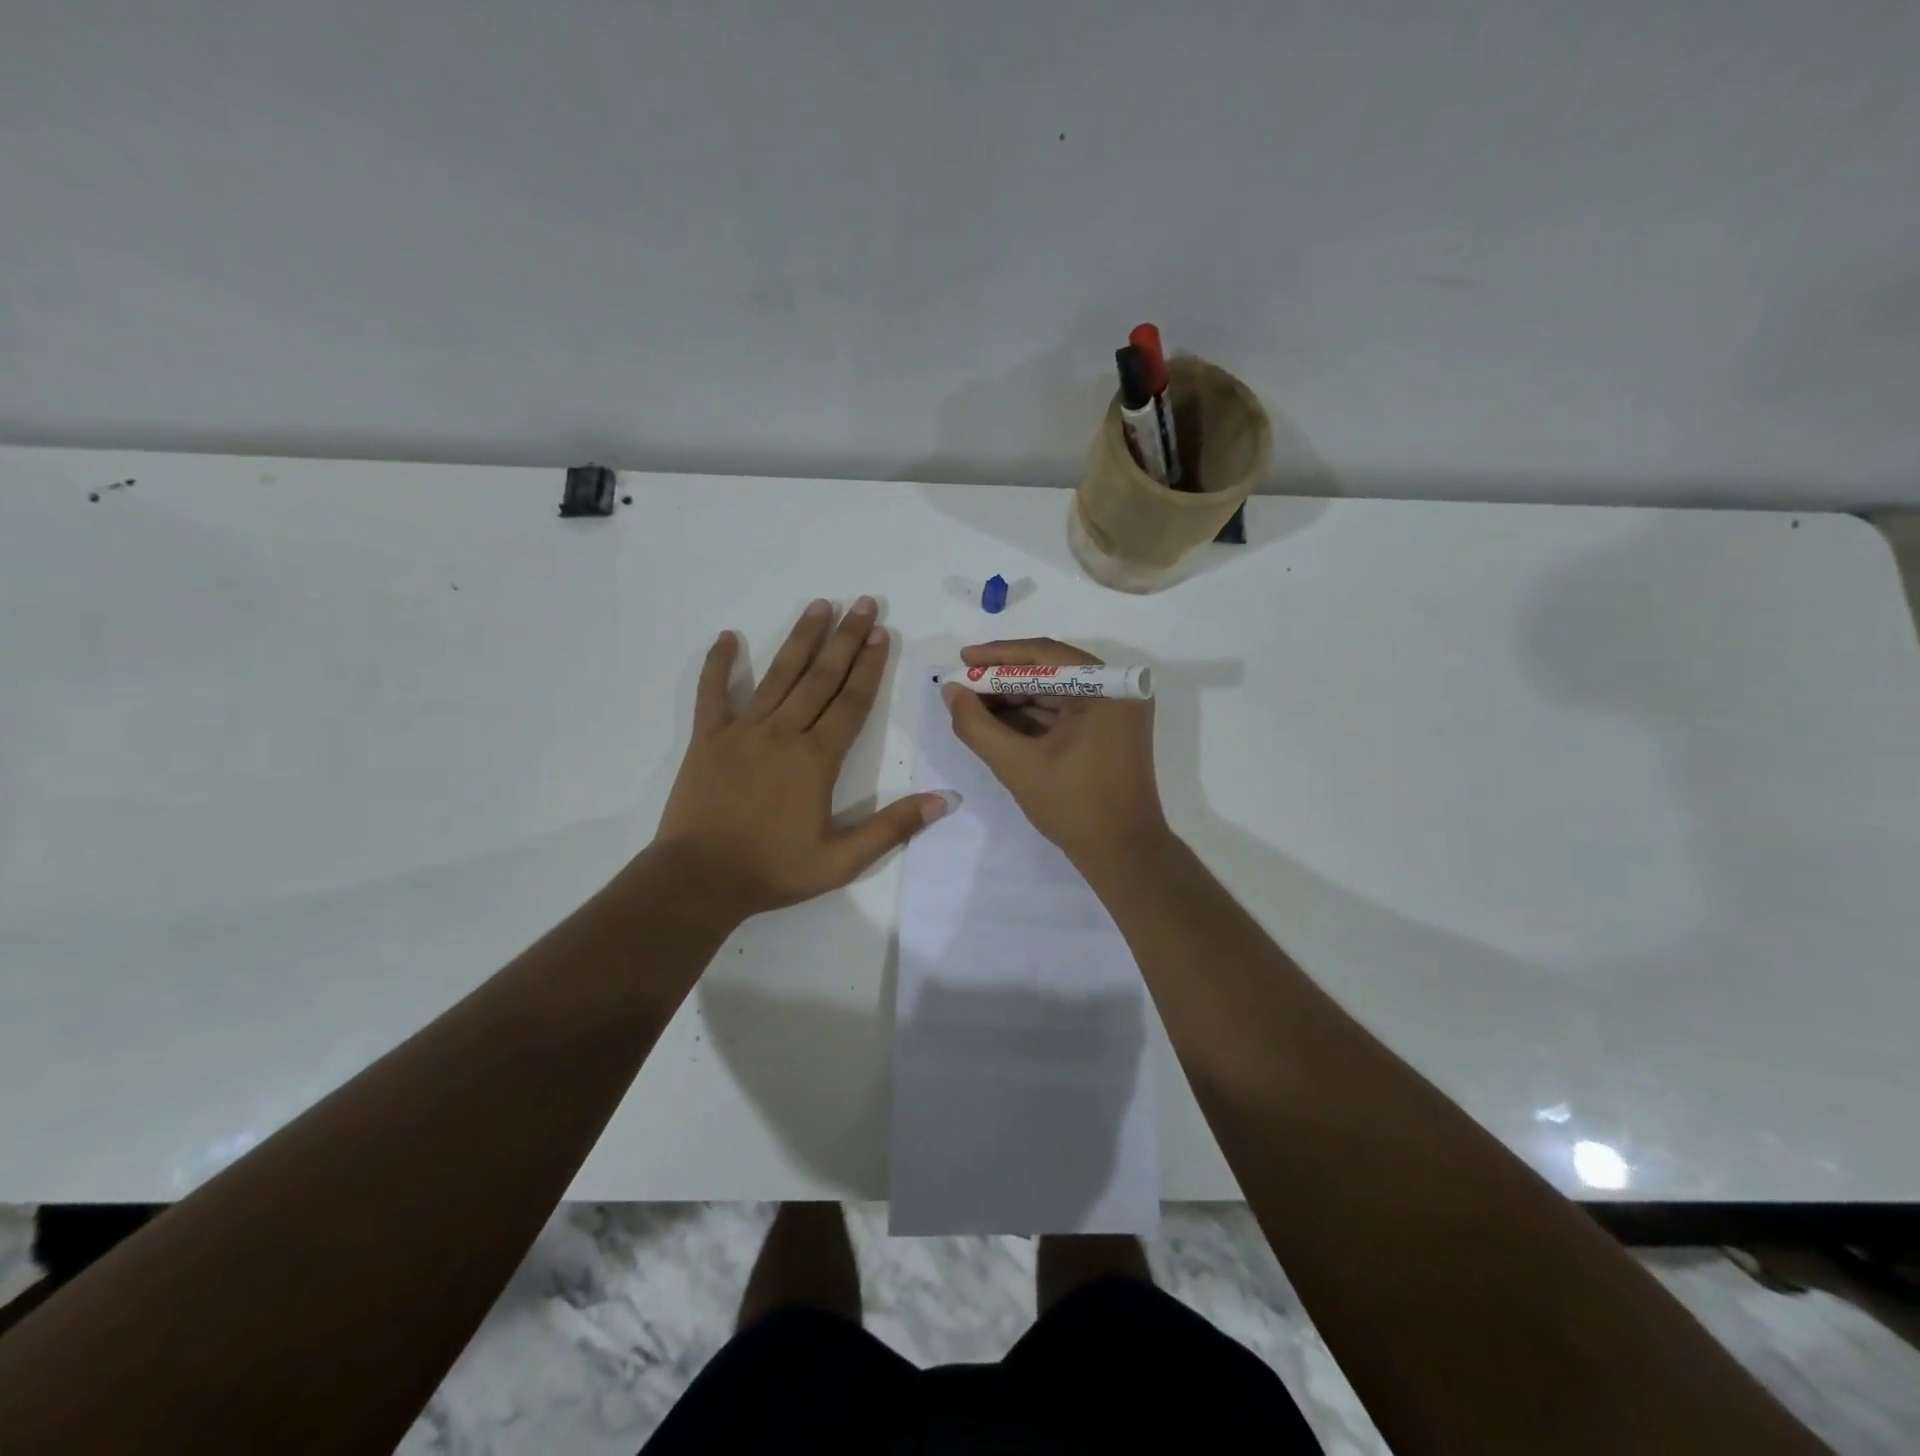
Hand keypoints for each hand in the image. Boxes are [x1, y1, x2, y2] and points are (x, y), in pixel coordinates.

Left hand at [655, 597, 952, 918]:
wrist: (699, 881)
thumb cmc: (774, 871)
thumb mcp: (842, 861)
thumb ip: (893, 828)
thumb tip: (945, 800)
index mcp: (817, 759)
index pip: (851, 701)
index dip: (869, 665)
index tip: (881, 632)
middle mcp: (783, 733)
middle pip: (821, 677)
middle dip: (845, 638)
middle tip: (861, 602)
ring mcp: (742, 731)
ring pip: (778, 675)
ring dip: (800, 639)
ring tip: (818, 606)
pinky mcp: (708, 739)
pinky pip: (712, 693)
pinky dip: (719, 664)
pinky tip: (728, 636)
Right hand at [942, 637, 1168, 867]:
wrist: (1122, 854)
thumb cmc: (1074, 806)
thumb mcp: (1016, 764)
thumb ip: (977, 725)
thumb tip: (950, 691)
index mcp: (1106, 689)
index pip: (1045, 655)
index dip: (999, 656)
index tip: (962, 659)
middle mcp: (1117, 691)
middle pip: (1050, 671)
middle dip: (1003, 679)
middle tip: (962, 684)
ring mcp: (1115, 713)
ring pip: (1055, 693)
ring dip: (1014, 698)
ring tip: (971, 703)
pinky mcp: (1108, 733)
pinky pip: (1064, 713)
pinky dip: (1031, 717)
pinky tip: (996, 721)